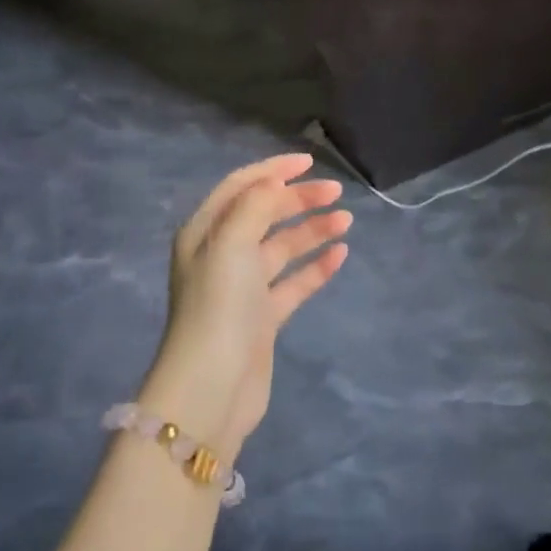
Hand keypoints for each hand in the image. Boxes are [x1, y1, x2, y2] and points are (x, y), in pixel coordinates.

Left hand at [141, 154, 350, 456]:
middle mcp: (222, 254)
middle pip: (265, 213)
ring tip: (346, 220)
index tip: (309, 162)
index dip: (273, 169)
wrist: (212, 388)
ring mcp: (243, 287)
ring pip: (283, 246)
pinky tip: (340, 254)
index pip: (241, 186)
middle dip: (299, 198)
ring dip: (312, 229)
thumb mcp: (231, 242)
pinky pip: (294, 281)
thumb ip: (256, 204)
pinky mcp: (263, 317)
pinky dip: (316, 266)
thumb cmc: (218, 306)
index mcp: (205, 232)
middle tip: (336, 192)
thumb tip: (276, 182)